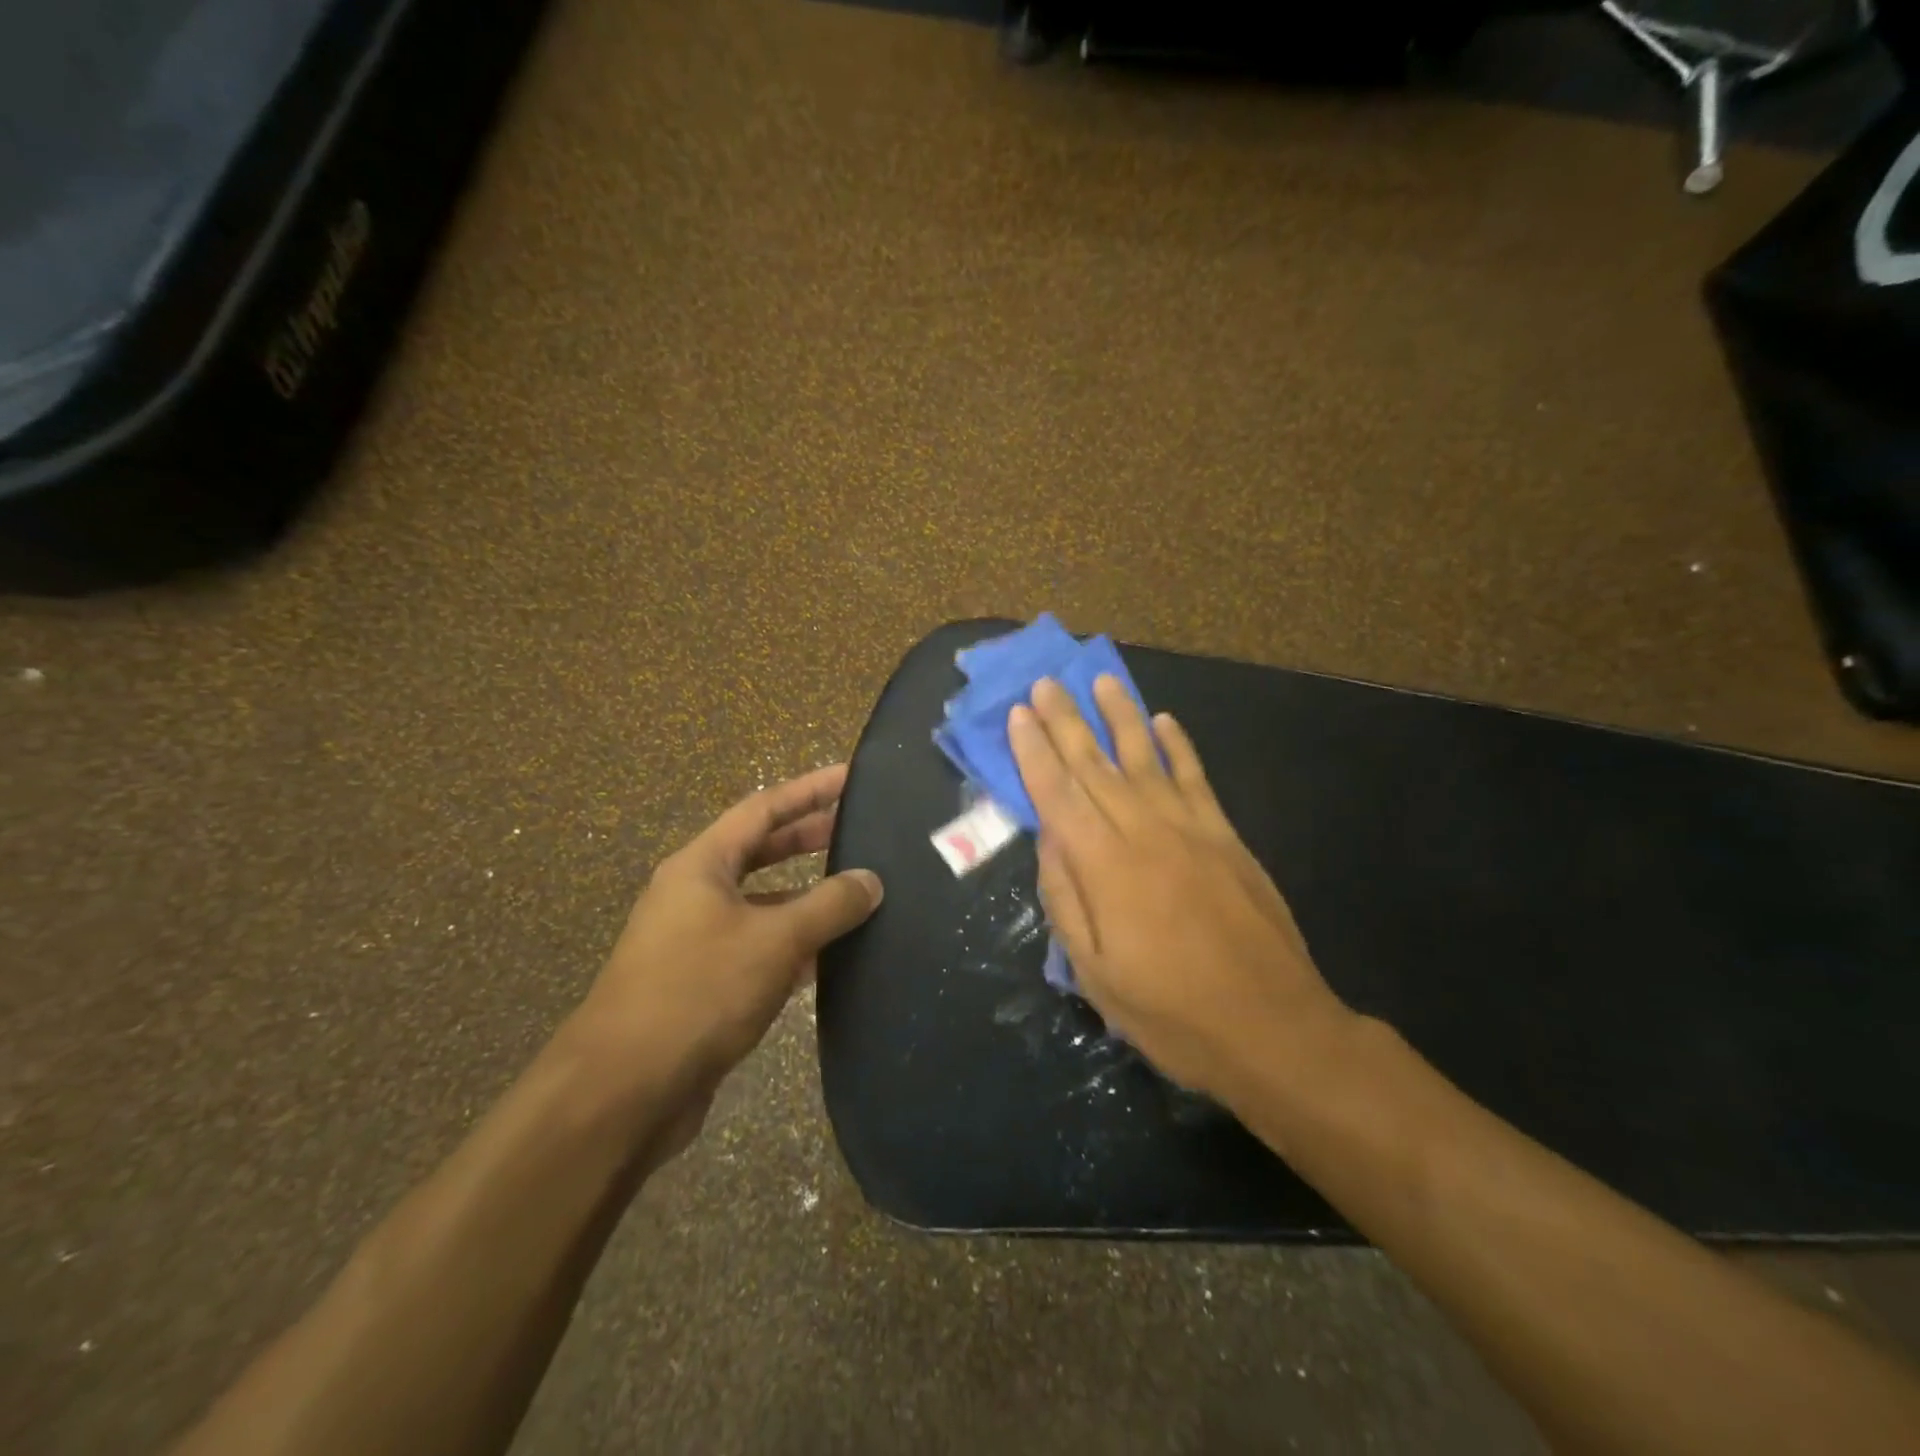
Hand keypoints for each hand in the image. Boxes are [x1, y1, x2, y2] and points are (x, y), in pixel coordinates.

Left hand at [571, 764, 881, 1157]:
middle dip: (810, 838)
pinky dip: (795, 945)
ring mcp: (697, 941)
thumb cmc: (697, 991)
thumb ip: (828, 906)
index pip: (763, 808)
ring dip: (807, 897)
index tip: (851, 777)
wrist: (623, 1092)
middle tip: (862, 830)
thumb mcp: (774, 939)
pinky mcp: (705, 985)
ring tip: (859, 891)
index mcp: (701, 866)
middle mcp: (695, 895)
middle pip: (761, 851)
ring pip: (763, 904)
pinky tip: (833, 956)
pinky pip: (759, 949)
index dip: (809, 789)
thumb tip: (871, 881)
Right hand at [1008, 677, 1350, 1102]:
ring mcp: (1191, 829)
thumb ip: (1066, 899)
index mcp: (1105, 867)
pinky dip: (1178, 747)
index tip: (1018, 715)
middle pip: (1096, 765)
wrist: (1273, 1028)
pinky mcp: (1227, 837)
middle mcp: (1145, 832)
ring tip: (1100, 680)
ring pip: (1146, 758)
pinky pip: (1196, 779)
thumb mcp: (1095, 973)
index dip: (1034, 752)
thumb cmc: (1171, 1013)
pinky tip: (1163, 722)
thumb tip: (1049, 840)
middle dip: (1066, 722)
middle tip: (1045, 682)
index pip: (1059, 794)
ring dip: (1120, 716)